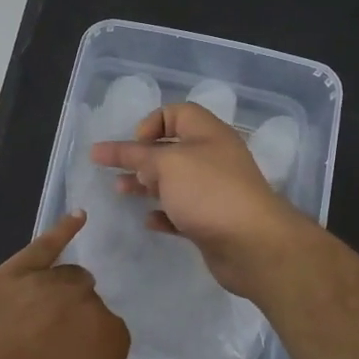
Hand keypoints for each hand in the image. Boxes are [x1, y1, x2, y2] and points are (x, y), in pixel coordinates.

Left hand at [0, 212, 130, 358]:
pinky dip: (64, 229)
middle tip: (51, 348)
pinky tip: (78, 217)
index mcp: (109, 337)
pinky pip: (47, 244)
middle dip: (76, 324)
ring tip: (45, 314)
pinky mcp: (19, 268)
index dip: (91, 355)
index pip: (112, 339)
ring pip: (71, 278)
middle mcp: (87, 301)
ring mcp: (51, 280)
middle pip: (90, 306)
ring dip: (65, 293)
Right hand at [90, 102, 310, 296]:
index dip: (152, 122)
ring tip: (121, 192)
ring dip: (146, 185)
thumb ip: (135, 155)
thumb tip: (107, 149)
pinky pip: (181, 212)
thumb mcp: (167, 164)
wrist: (252, 245)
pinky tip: (148, 220)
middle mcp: (213, 158)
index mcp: (208, 134)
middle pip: (172, 149)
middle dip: (141, 157)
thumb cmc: (209, 192)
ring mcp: (214, 191)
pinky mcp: (211, 221)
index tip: (136, 144)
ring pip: (174, 182)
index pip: (177, 113)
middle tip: (116, 170)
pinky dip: (163, 213)